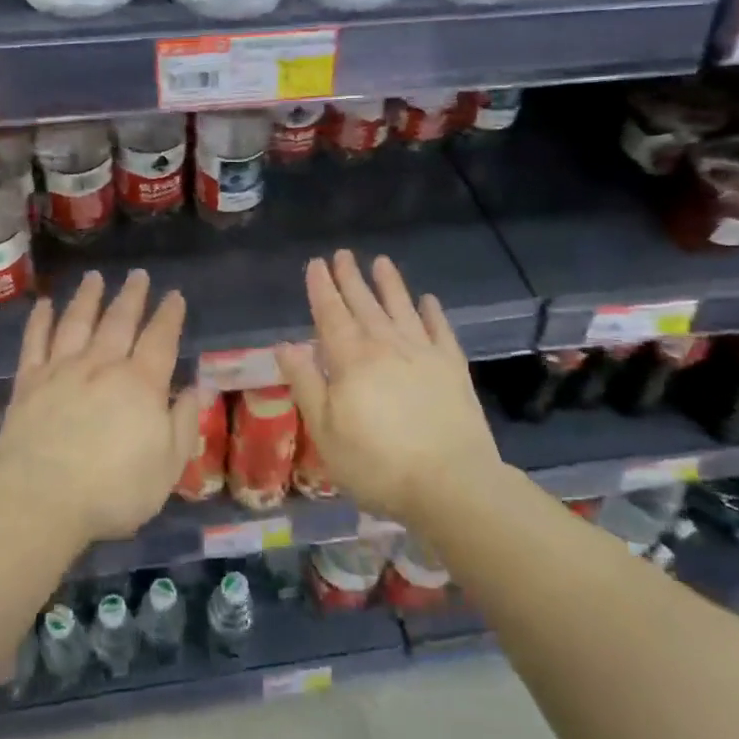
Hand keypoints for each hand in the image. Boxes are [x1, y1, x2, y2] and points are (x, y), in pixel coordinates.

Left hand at [0, 269, 200, 544]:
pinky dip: (40, 320)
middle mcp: (102, 365)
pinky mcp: (29, 383)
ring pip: (77, 322)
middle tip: (138, 274)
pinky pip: (35, 342)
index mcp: (140, 383)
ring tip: (95, 277)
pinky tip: (44, 304)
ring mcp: (62, 370)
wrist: (41, 500)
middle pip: (119, 321)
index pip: (160, 339)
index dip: (169, 315)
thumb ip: (184, 423)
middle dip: (132, 296)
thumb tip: (196, 387)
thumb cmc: (114, 491)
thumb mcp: (169, 466)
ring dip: (88, 297)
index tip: (175, 295)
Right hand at [275, 251, 499, 523]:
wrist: (452, 483)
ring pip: (402, 308)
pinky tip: (428, 300)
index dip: (322, 288)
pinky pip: (440, 330)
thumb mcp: (326, 431)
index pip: (331, 314)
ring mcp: (423, 353)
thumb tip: (286, 345)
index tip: (316, 264)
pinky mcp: (453, 368)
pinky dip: (432, 313)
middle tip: (343, 254)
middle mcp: (386, 345)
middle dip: (351, 278)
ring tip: (381, 262)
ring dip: (390, 284)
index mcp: (351, 359)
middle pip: (365, 304)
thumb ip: (306, 384)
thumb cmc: (377, 463)